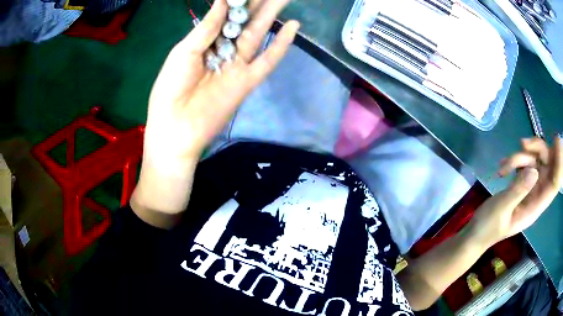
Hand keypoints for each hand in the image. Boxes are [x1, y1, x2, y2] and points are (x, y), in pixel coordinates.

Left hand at [131, 0, 298, 222]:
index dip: (236, 2)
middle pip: (244, 23)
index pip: (225, 16)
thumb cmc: (170, 89)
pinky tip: (293, 27)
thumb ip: (205, 28)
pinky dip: (281, 45)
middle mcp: (223, 51)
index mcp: (204, 43)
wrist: (175, 128)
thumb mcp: (183, 53)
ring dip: (271, 16)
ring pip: (258, 35)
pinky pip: (268, 60)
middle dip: (258, 4)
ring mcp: (238, 66)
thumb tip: (223, 1)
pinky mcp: (248, 81)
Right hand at [468, 136, 562, 246]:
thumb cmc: (488, 227)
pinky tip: (503, 168)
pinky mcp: (522, 183)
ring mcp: (530, 188)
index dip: (558, 162)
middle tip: (523, 144)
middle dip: (538, 149)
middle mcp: (537, 194)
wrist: (477, 233)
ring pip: (535, 160)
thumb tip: (534, 170)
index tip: (556, 139)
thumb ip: (518, 190)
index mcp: (536, 206)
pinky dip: (515, 161)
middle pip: (547, 165)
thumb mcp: (501, 209)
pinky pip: (525, 163)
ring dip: (521, 156)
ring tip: (504, 165)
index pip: (554, 183)